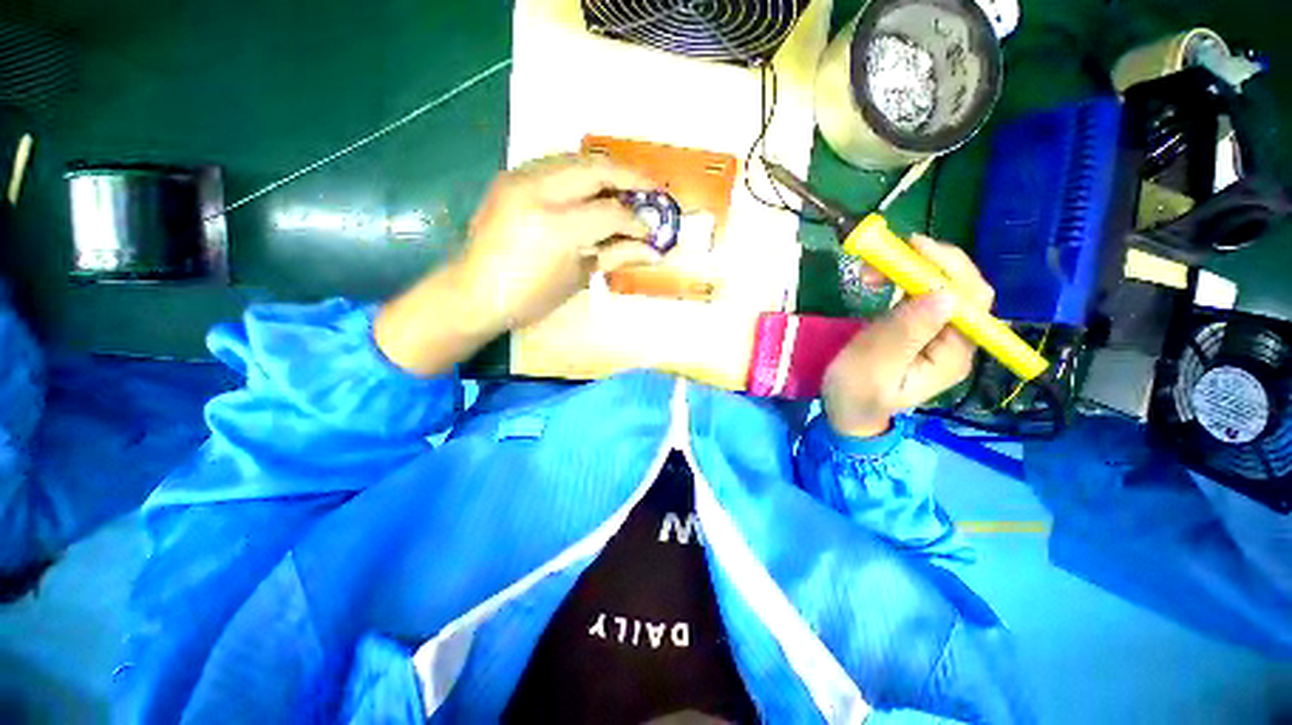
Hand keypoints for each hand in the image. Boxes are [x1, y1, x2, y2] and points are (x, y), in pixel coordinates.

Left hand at [375, 155, 658, 375]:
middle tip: (652, 190)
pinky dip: (582, 173)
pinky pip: (556, 164)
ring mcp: (519, 178)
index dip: (637, 221)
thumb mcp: (578, 279)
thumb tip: (653, 251)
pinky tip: (594, 189)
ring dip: (607, 170)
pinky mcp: (510, 177)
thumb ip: (616, 255)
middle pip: (596, 169)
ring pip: (576, 158)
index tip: (651, 230)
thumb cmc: (530, 298)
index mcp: (556, 228)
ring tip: (627, 188)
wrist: (474, 292)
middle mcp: (537, 192)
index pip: (611, 212)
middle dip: (630, 177)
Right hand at [822, 235, 993, 437]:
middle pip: (960, 288)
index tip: (912, 248)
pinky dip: (901, 281)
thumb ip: (905, 333)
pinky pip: (920, 296)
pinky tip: (879, 281)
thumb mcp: (874, 365)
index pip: (970, 300)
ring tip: (870, 273)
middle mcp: (956, 340)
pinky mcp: (919, 329)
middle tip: (883, 257)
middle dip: (926, 265)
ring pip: (939, 287)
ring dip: (909, 271)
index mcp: (953, 354)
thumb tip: (944, 294)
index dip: (948, 268)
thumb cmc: (856, 394)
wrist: (846, 411)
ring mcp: (938, 334)